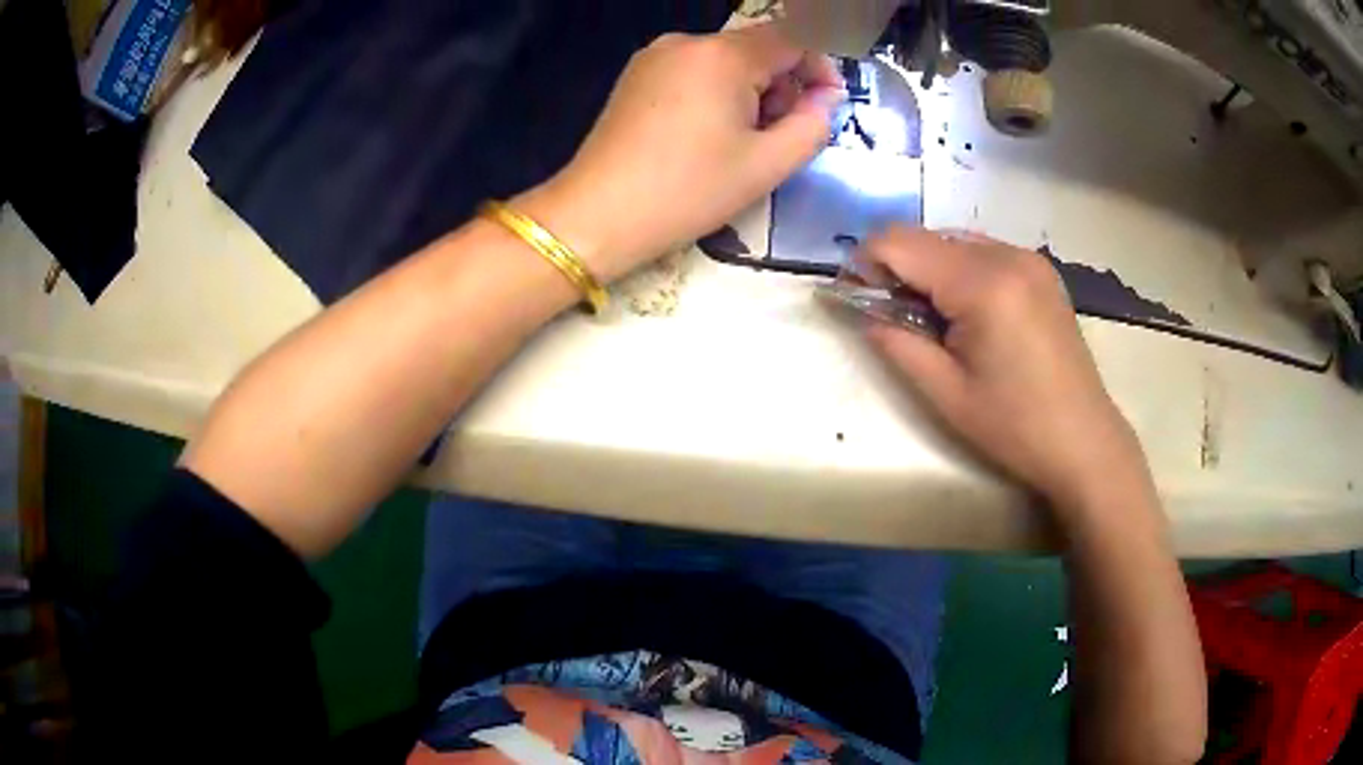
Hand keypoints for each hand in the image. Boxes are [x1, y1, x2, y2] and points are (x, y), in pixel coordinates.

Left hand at [519, 24, 843, 282]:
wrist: (598, 214)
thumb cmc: (688, 190)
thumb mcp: (766, 164)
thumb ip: (812, 125)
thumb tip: (826, 98)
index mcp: (724, 55)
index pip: (793, 40)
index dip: (819, 70)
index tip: (828, 106)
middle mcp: (688, 41)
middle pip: (757, 48)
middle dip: (783, 85)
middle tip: (781, 135)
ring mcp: (656, 55)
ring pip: (726, 60)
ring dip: (750, 90)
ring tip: (742, 141)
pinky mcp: (637, 74)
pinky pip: (694, 69)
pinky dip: (717, 91)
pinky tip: (707, 132)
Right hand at [862, 228, 1150, 512]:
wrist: (1084, 441)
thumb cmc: (1015, 426)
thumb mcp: (945, 393)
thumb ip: (895, 342)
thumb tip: (862, 308)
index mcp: (983, 283)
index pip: (898, 241)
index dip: (865, 264)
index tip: (856, 300)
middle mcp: (1007, 254)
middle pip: (925, 235)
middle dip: (897, 268)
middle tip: (895, 319)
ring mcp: (1028, 258)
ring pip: (953, 240)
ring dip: (929, 270)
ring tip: (935, 321)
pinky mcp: (1041, 270)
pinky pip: (983, 251)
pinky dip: (959, 271)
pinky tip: (969, 314)